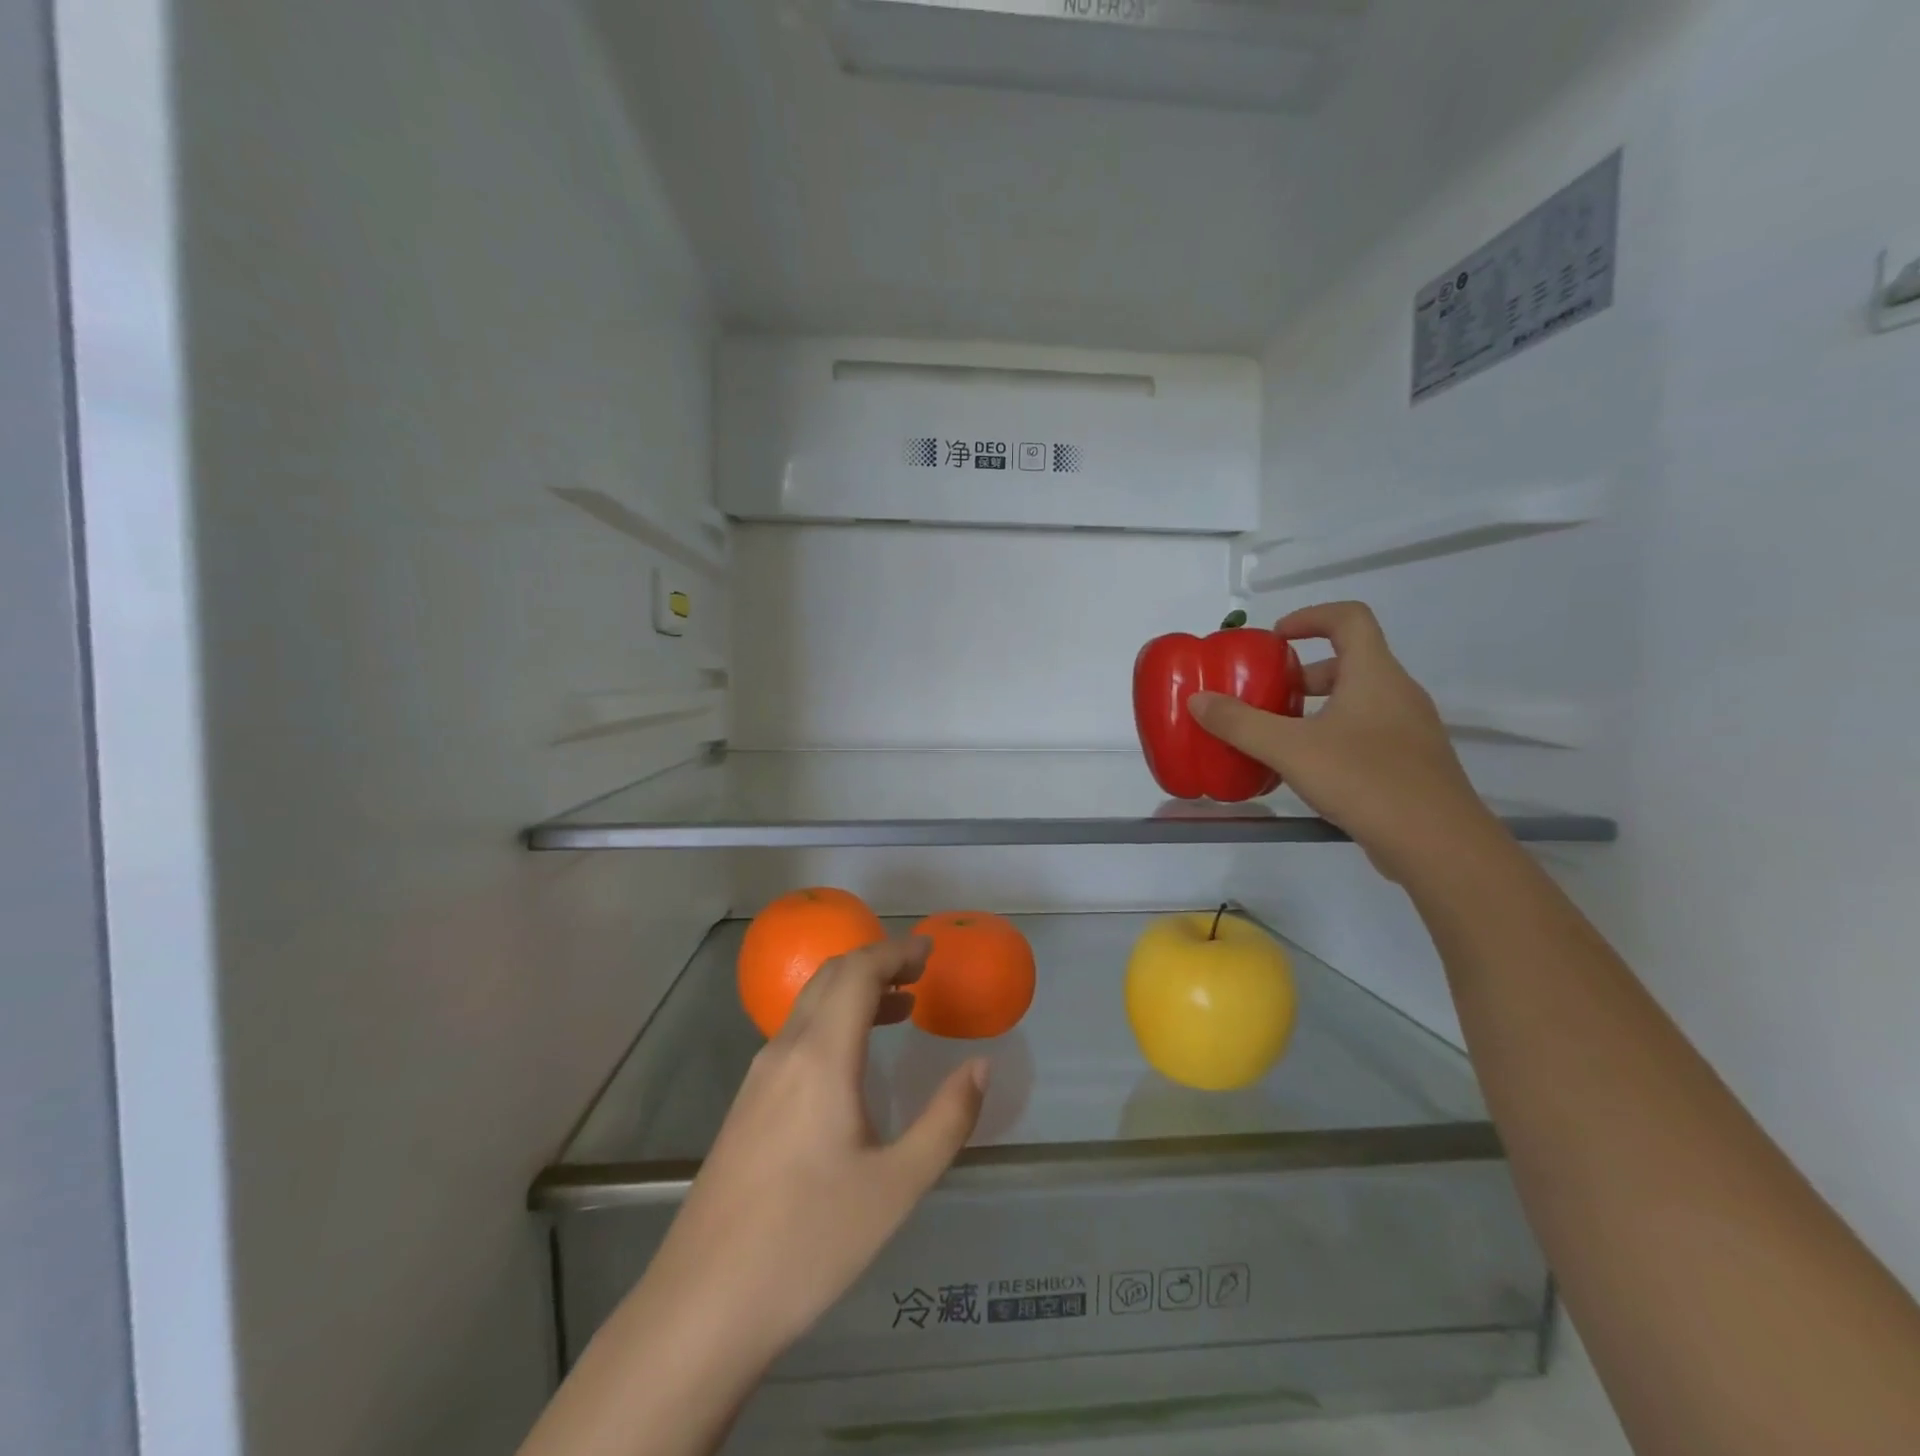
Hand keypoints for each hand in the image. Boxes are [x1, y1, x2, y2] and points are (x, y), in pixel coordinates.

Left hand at [649, 937, 987, 1361]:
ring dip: (854, 990)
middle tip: (920, 969)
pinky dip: (833, 1019)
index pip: (858, 972)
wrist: (703, 1304)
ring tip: (901, 1006)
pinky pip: (796, 1034)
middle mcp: (785, 1051)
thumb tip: (980, 1066)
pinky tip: (854, 1059)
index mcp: (821, 1056)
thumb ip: (946, 1120)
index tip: (931, 951)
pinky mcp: (747, 1104)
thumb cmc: (809, 1242)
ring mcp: (759, 1076)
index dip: (896, 951)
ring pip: (809, 1004)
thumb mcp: (897, 1186)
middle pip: (830, 976)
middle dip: (877, 961)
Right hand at [1188, 601, 1497, 880]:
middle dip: (1304, 673)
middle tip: (1268, 694)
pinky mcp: (1412, 763)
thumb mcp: (1290, 749)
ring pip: (1359, 700)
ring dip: (1317, 706)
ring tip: (1280, 734)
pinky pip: (1368, 732)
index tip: (1276, 637)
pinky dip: (1334, 735)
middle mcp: (1398, 693)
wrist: (1438, 844)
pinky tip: (1310, 769)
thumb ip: (1240, 723)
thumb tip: (1198, 700)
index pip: (1349, 618)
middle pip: (1351, 661)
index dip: (1311, 616)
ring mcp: (1410, 729)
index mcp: (1374, 674)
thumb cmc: (1364, 780)